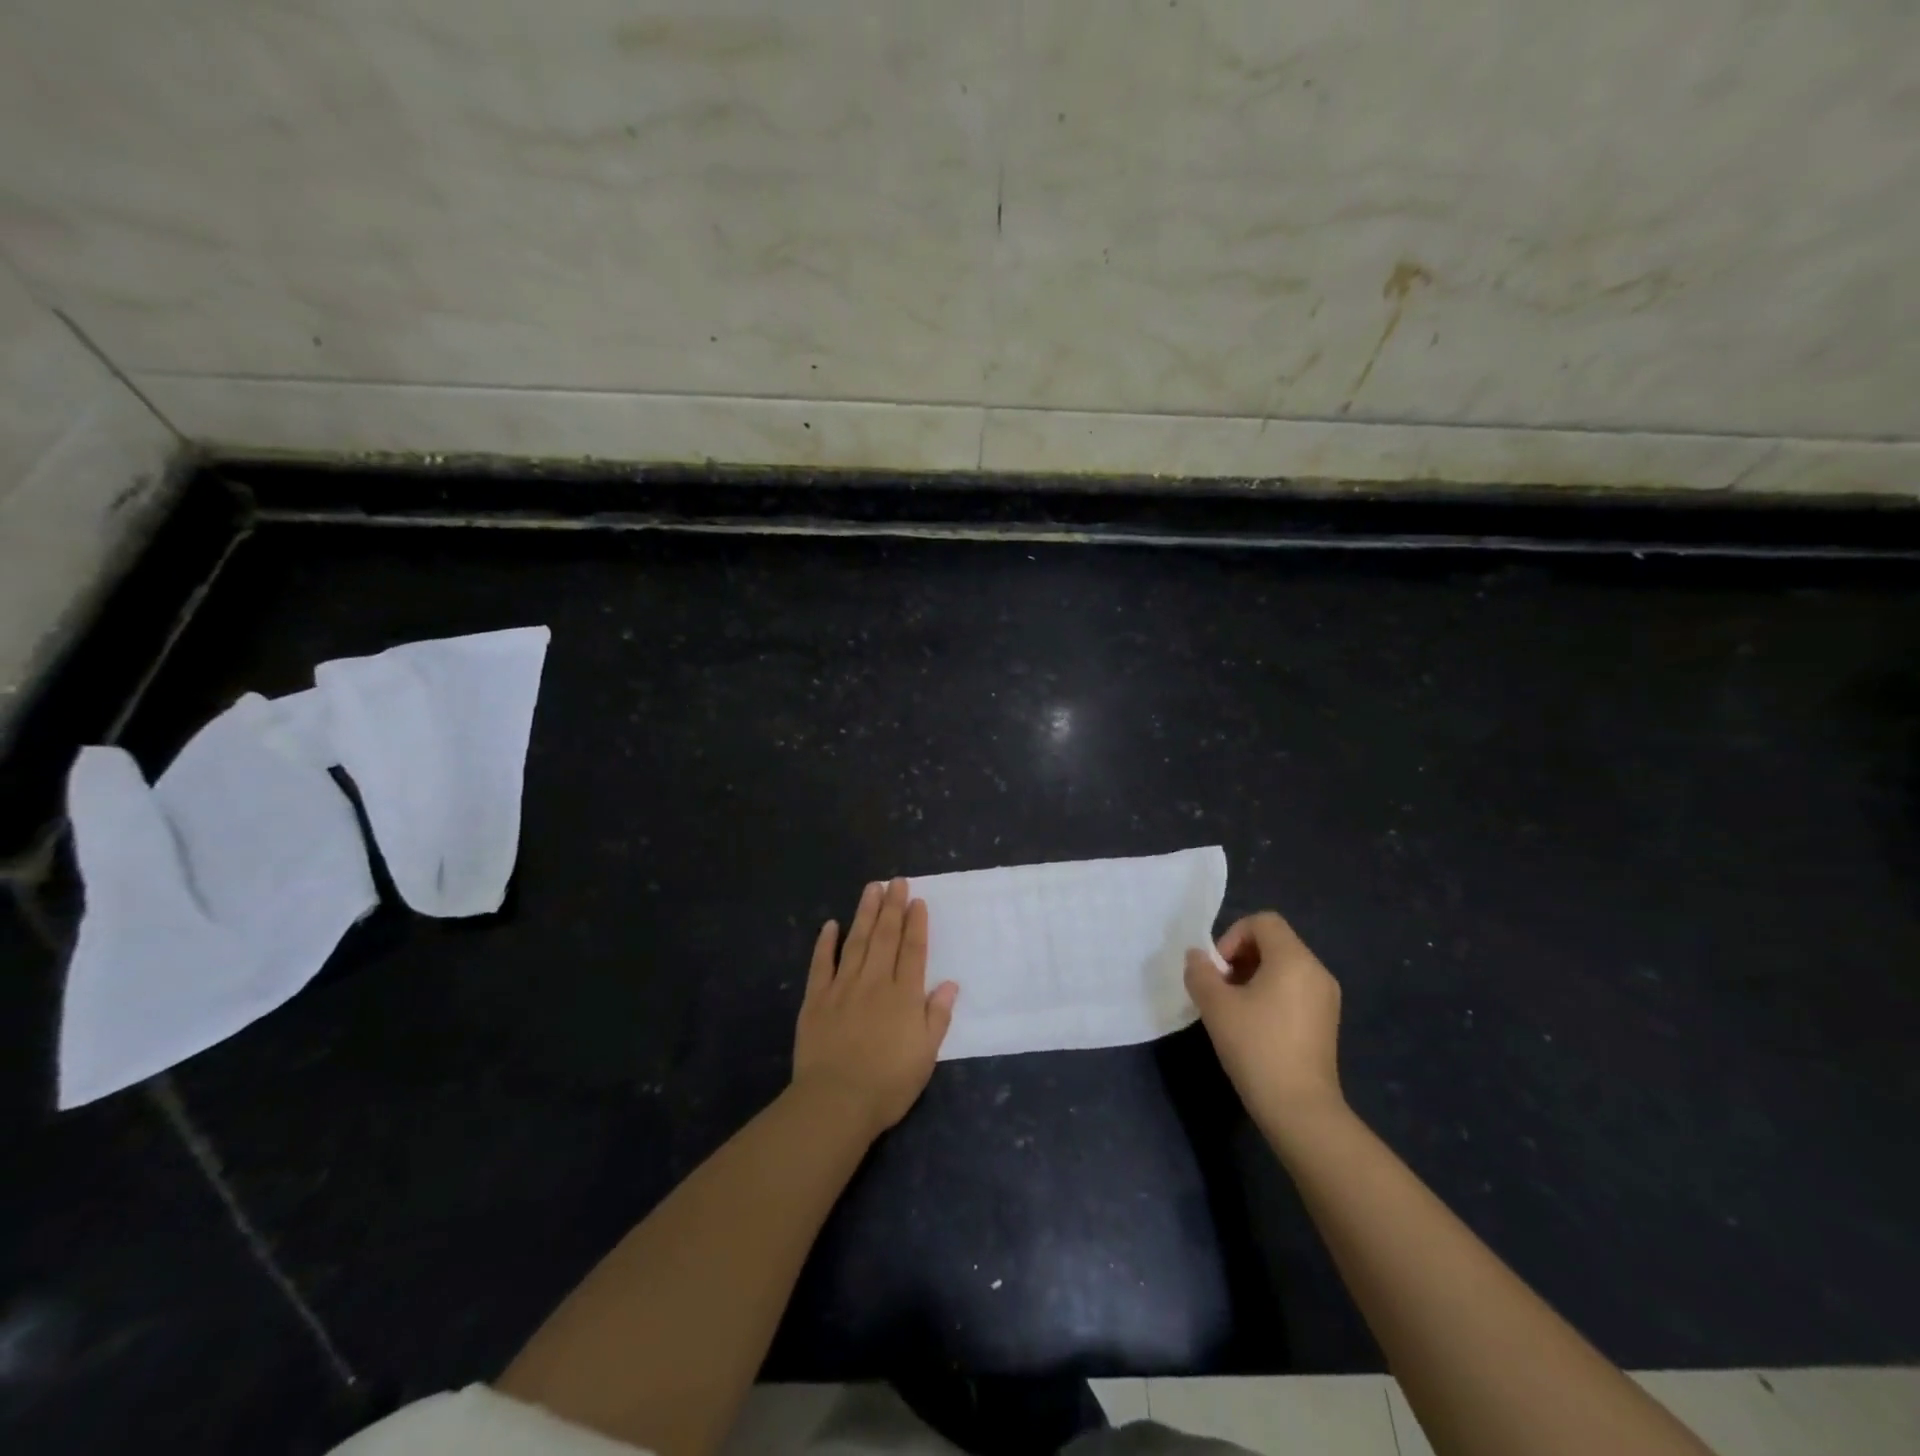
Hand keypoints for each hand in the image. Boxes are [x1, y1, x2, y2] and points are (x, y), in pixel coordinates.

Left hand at [792, 879, 958, 1138]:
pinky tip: (830, 925)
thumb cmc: (888, 1083)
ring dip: (865, 913)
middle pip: (885, 937)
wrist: (836, 1101)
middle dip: (892, 907)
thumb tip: (950, 984)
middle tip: (896, 881)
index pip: (913, 950)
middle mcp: (875, 983)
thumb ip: (938, 1016)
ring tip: (871, 888)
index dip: (916, 924)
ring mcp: (843, 988)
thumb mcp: (926, 1055)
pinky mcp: (816, 1000)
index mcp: (904, 996)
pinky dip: (825, 943)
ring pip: (856, 942)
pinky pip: (821, 965)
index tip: (917, 901)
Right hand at [1185, 911, 1344, 1129]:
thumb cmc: (1256, 1047)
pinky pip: (1295, 988)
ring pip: (1284, 966)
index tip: (1218, 970)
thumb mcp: (1215, 1006)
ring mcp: (1326, 997)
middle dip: (1241, 956)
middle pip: (1274, 941)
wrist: (1300, 1109)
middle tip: (1220, 988)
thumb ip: (1200, 972)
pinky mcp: (1327, 1021)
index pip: (1263, 921)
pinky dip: (1271, 993)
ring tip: (1234, 1008)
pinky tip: (1255, 1025)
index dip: (1233, 936)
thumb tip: (1197, 957)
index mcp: (1294, 959)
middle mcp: (1316, 970)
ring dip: (1254, 976)